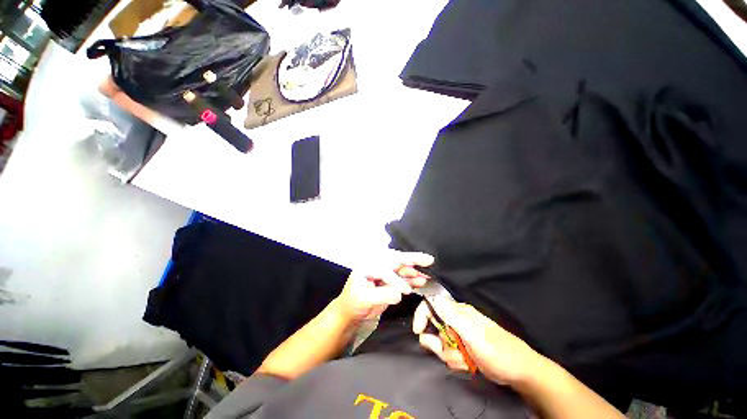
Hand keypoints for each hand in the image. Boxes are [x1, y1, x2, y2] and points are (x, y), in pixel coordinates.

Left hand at [336, 251, 434, 322]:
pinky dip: (413, 278)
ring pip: (402, 267)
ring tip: (428, 272)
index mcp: (368, 265)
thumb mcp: (364, 299)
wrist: (353, 310)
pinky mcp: (391, 279)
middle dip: (412, 259)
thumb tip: (399, 294)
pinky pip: (404, 276)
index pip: (383, 268)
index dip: (395, 279)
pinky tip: (421, 280)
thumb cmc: (354, 302)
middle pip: (395, 260)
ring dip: (415, 270)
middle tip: (428, 259)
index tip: (405, 291)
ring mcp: (385, 270)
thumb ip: (382, 295)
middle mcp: (377, 263)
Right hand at [413, 298, 544, 384]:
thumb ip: (451, 316)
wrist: (519, 372)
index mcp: (457, 311)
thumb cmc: (497, 351)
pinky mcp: (462, 347)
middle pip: (433, 327)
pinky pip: (449, 353)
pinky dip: (456, 361)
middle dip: (439, 344)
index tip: (418, 330)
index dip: (421, 315)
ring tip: (467, 360)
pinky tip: (469, 364)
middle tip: (454, 352)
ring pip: (440, 344)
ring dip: (450, 355)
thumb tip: (432, 297)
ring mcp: (459, 334)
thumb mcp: (473, 334)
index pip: (431, 305)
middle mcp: (456, 320)